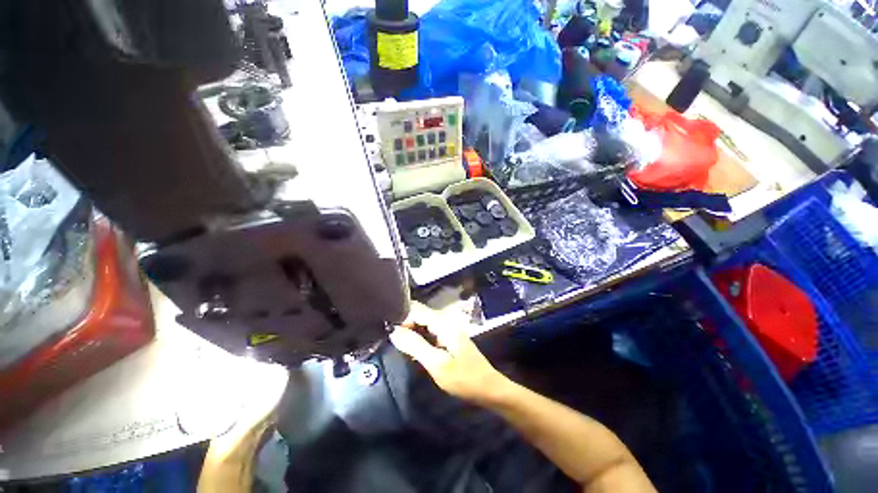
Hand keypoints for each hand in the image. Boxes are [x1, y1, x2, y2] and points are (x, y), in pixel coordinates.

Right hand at [390, 302, 507, 405]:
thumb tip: (393, 331)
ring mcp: (446, 327)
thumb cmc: (464, 378)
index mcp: (443, 322)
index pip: (415, 309)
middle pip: (418, 314)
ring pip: (421, 322)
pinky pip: (427, 331)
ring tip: (399, 345)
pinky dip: (417, 337)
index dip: (400, 317)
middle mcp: (444, 319)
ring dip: (410, 332)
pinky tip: (412, 350)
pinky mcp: (446, 336)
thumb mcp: (437, 364)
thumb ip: (415, 345)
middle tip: (392, 341)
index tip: (388, 332)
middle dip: (403, 324)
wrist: (487, 388)